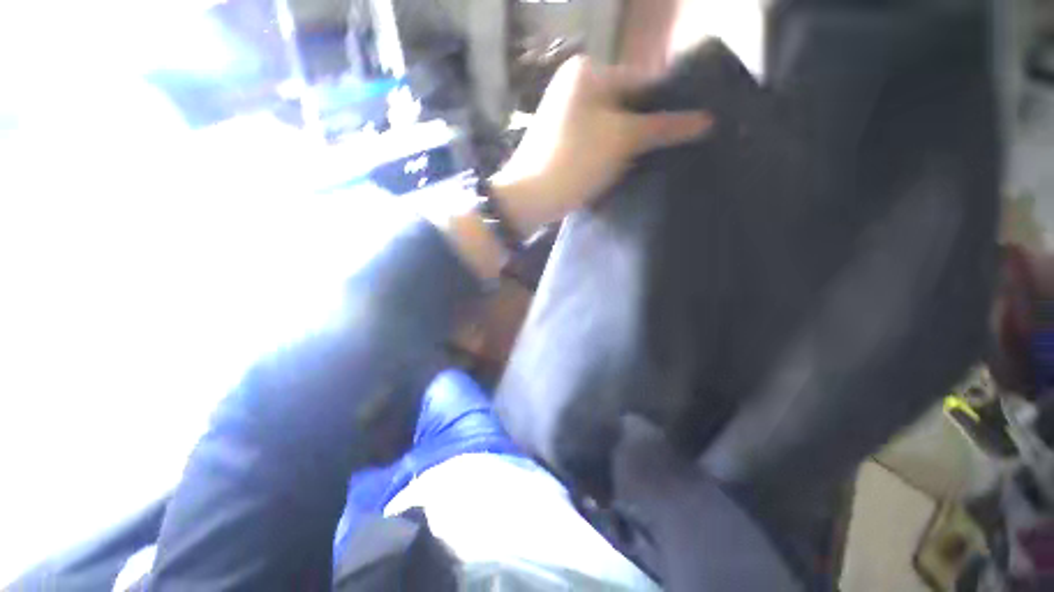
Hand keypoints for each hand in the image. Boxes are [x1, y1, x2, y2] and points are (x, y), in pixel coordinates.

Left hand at [490, 56, 712, 236]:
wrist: (529, 198)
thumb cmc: (574, 161)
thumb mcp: (622, 140)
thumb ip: (663, 127)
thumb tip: (706, 120)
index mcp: (587, 72)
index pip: (642, 80)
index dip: (666, 104)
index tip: (689, 127)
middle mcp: (574, 86)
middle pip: (626, 103)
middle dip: (647, 126)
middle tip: (674, 146)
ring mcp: (565, 115)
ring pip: (611, 125)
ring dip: (630, 142)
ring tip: (654, 158)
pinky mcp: (561, 141)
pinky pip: (596, 140)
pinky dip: (611, 151)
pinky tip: (627, 165)